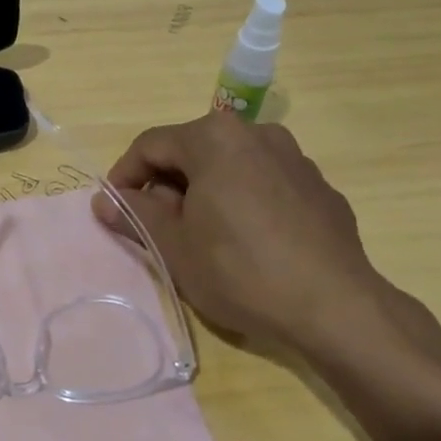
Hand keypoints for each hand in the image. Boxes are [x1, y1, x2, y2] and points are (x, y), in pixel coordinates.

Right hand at [95, 114, 440, 375]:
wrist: (336, 307)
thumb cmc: (240, 270)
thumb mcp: (174, 246)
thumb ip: (135, 214)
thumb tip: (105, 201)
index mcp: (215, 138)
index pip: (150, 145)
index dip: (124, 176)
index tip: (114, 209)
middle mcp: (256, 133)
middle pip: (192, 151)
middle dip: (166, 186)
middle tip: (156, 227)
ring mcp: (294, 158)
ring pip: (230, 166)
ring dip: (205, 193)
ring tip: (201, 236)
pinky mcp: (319, 187)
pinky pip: (265, 184)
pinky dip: (243, 201)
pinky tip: (247, 243)